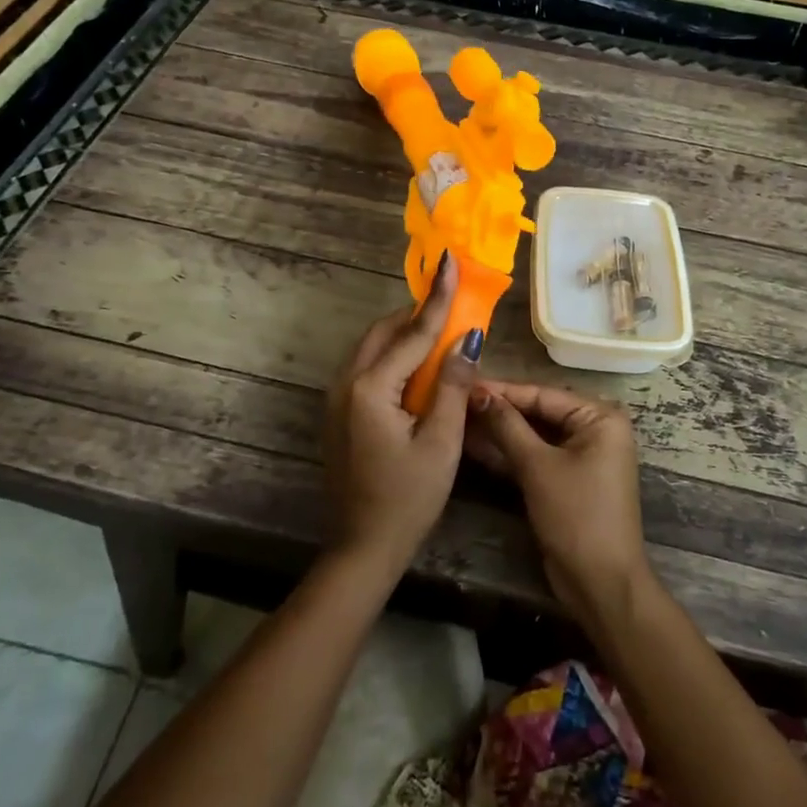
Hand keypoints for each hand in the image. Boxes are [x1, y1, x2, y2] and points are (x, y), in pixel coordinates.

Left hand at [323, 255, 484, 578]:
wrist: (363, 545)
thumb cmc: (408, 498)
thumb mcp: (440, 442)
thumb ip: (452, 385)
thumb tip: (468, 338)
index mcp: (371, 387)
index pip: (413, 332)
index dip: (437, 297)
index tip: (450, 261)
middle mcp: (346, 382)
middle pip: (384, 331)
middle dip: (417, 312)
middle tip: (451, 298)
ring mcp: (338, 397)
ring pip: (372, 346)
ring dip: (404, 333)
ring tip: (439, 327)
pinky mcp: (340, 411)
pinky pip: (367, 366)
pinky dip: (393, 354)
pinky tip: (417, 364)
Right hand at [463, 382, 651, 626]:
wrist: (600, 583)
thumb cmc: (576, 515)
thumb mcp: (538, 466)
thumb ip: (507, 426)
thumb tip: (477, 393)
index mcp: (600, 418)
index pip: (543, 394)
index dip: (502, 390)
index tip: (466, 382)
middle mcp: (595, 430)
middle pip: (539, 412)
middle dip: (499, 410)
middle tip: (457, 400)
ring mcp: (582, 456)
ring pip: (534, 435)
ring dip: (500, 431)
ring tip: (458, 419)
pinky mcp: (568, 479)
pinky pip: (536, 456)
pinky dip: (510, 453)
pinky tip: (474, 445)